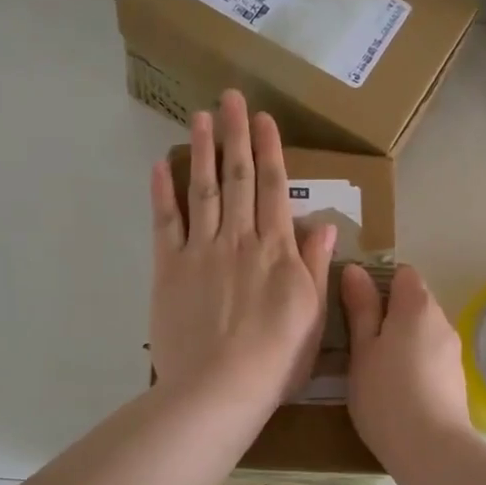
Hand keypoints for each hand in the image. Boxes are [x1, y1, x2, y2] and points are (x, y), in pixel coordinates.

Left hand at [149, 91, 336, 408]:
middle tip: (230, 97)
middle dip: (235, 134)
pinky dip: (162, 194)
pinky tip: (160, 167)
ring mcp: (201, 251)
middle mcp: (239, 239)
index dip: (269, 150)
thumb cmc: (276, 359)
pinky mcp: (169, 268)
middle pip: (237, 177)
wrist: (220, 387)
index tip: (264, 118)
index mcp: (276, 249)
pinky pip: (165, 224)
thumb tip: (326, 223)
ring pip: (202, 190)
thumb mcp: (313, 315)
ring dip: (201, 150)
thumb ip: (315, 265)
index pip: (273, 188)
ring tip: (200, 116)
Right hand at [339, 263, 472, 463]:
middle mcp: (441, 320)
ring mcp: (453, 351)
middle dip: (389, 314)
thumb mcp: (362, 349)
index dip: (378, 283)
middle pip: (414, 301)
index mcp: (416, 306)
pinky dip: (414, 362)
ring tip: (376, 368)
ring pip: (423, 331)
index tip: (356, 307)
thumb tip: (355, 270)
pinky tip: (398, 389)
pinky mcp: (456, 378)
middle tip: (359, 342)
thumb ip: (360, 308)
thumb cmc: (385, 394)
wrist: (432, 450)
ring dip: (402, 340)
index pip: (402, 273)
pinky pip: (431, 356)